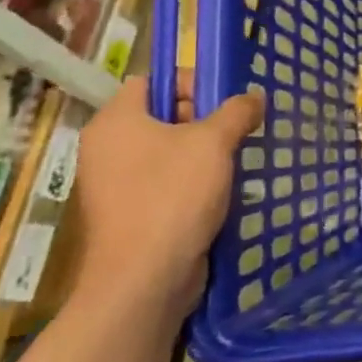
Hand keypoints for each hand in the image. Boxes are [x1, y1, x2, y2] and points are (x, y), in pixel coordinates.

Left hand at [68, 74, 263, 323]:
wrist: (144, 280)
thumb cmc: (173, 197)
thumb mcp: (214, 143)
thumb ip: (237, 112)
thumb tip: (254, 96)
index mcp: (116, 121)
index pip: (151, 81)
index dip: (190, 82)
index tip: (226, 100)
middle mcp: (108, 148)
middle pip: (162, 115)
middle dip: (204, 120)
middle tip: (238, 132)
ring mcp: (116, 184)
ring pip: (167, 152)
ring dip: (204, 155)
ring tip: (237, 162)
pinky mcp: (131, 214)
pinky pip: (166, 184)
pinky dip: (194, 184)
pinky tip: (223, 193)